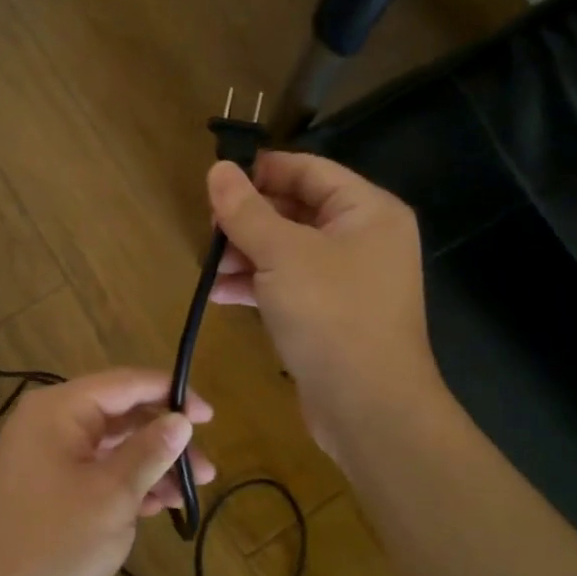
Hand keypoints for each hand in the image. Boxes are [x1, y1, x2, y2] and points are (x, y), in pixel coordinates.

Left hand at [0, 370, 214, 575]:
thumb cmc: (52, 541)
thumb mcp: (111, 495)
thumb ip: (149, 452)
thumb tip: (181, 419)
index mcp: (61, 408)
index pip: (126, 383)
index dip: (172, 393)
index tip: (210, 416)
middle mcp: (51, 421)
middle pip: (121, 415)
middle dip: (166, 439)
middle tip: (207, 469)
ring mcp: (46, 454)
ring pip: (111, 446)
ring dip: (150, 465)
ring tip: (190, 494)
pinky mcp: (45, 484)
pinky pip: (94, 469)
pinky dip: (125, 482)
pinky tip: (157, 504)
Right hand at [208, 153, 442, 460]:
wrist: (369, 407)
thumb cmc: (331, 315)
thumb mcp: (282, 254)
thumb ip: (247, 210)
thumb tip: (218, 168)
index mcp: (367, 211)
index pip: (309, 170)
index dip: (262, 171)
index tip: (216, 181)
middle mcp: (363, 238)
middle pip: (297, 210)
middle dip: (249, 219)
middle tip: (208, 229)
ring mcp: (349, 279)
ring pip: (288, 250)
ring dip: (246, 254)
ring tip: (207, 266)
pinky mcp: (332, 313)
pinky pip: (290, 284)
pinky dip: (257, 285)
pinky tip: (219, 293)